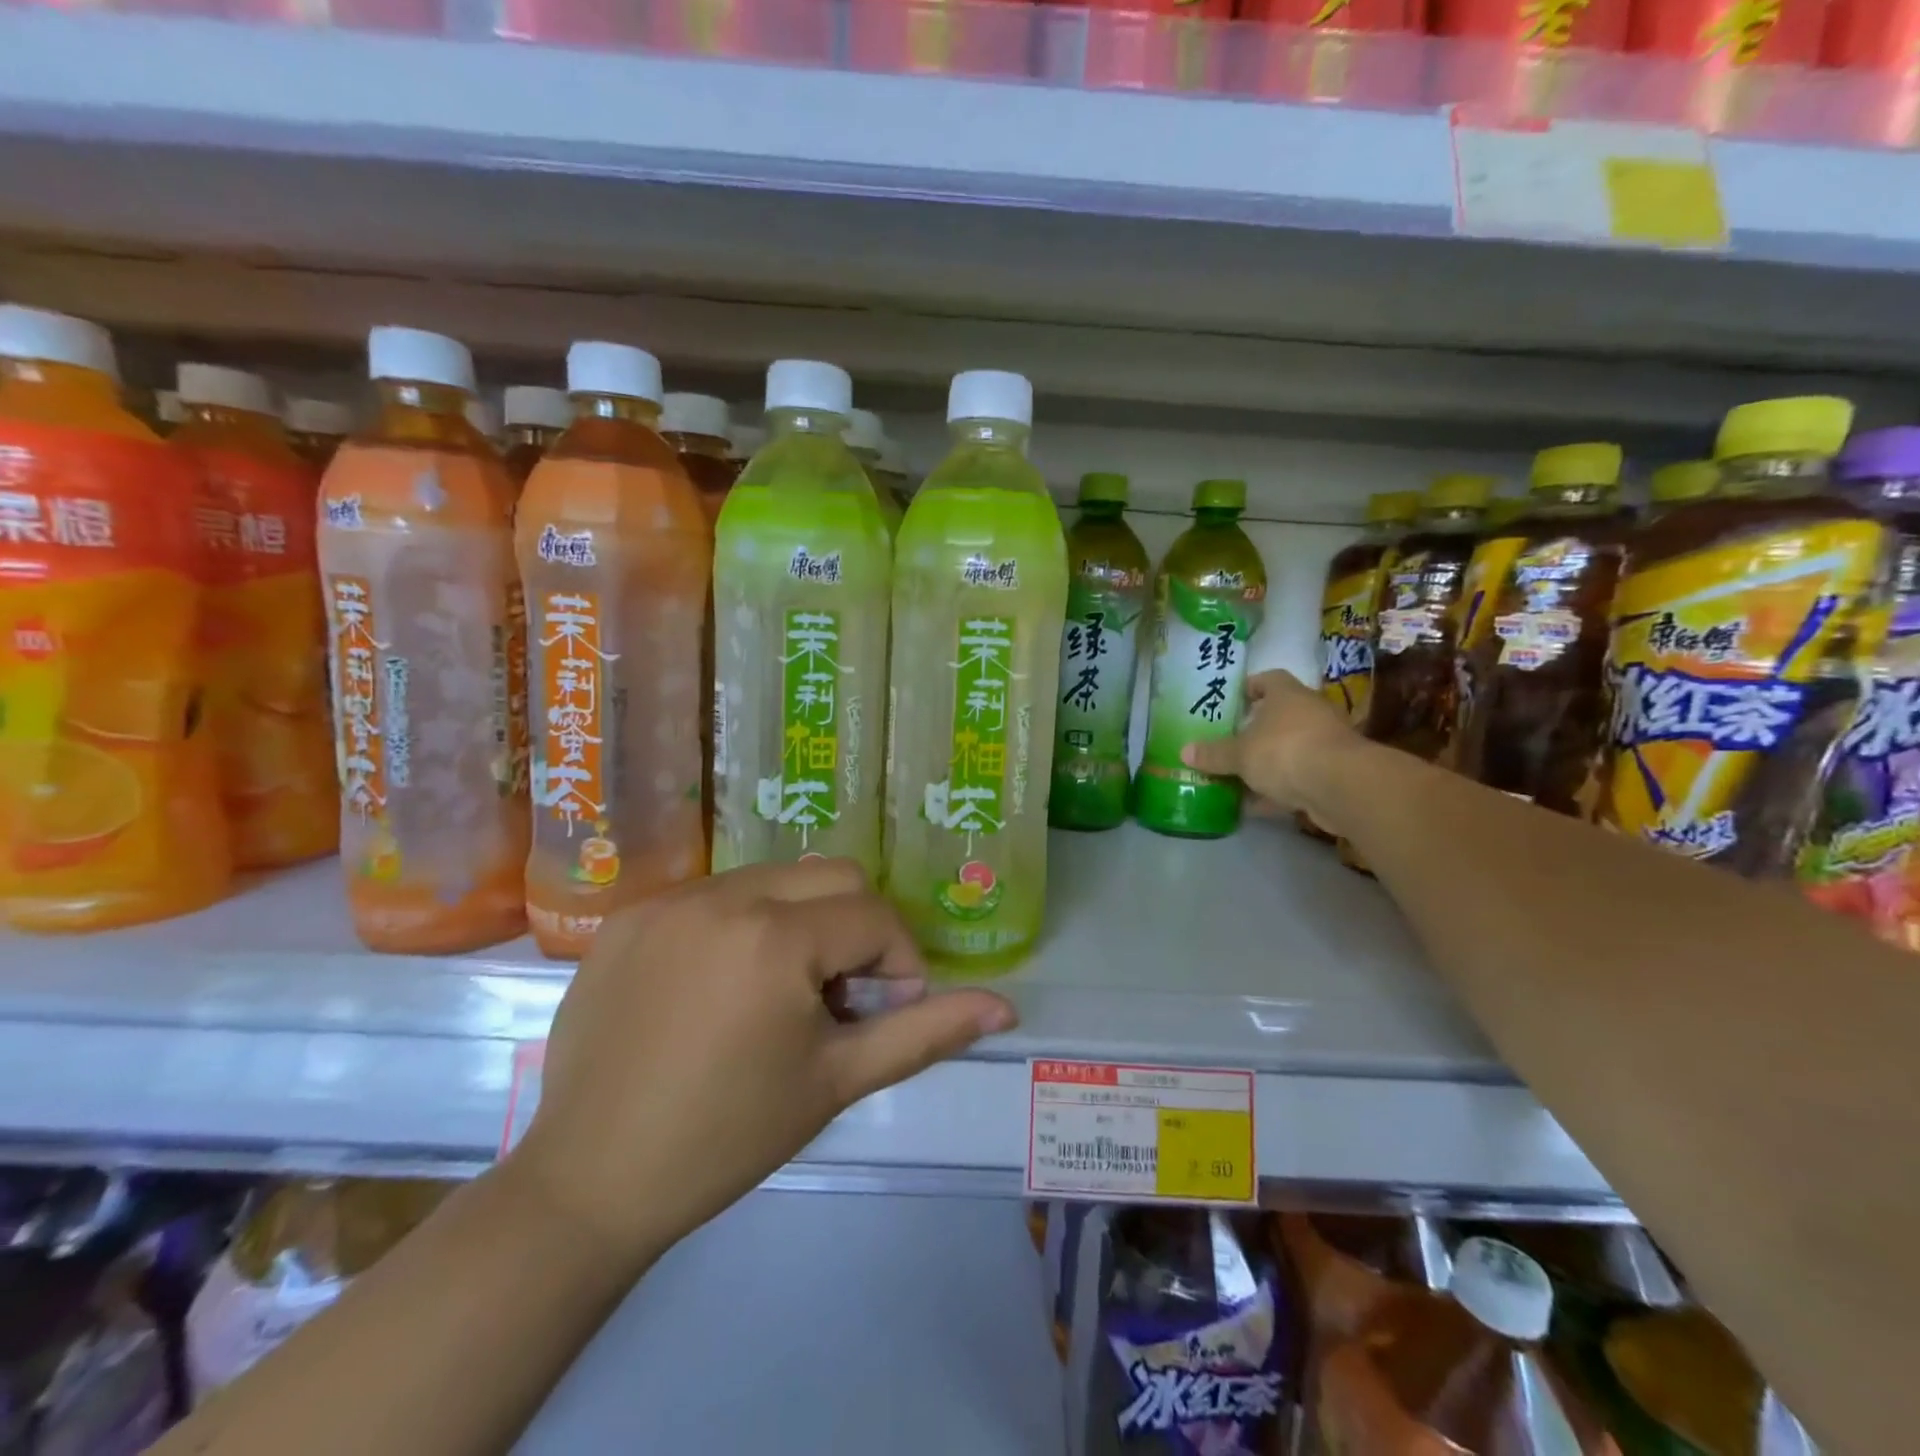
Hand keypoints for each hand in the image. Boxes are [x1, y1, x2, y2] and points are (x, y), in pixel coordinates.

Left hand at [506, 860, 1016, 1271]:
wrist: (590, 1182)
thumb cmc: (727, 1136)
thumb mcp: (836, 1081)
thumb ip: (924, 1033)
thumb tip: (1004, 1008)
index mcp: (775, 937)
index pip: (874, 915)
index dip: (897, 961)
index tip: (881, 1009)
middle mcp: (722, 897)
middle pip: (831, 874)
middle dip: (855, 927)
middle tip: (837, 996)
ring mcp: (669, 900)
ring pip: (774, 878)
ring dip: (799, 920)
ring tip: (780, 992)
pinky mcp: (629, 916)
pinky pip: (715, 895)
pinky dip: (742, 924)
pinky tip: (722, 987)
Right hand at [1181, 669, 1365, 820]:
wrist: (1341, 786)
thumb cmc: (1284, 752)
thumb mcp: (1239, 754)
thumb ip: (1213, 754)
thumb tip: (1184, 752)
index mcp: (1287, 695)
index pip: (1269, 679)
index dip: (1250, 687)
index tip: (1233, 700)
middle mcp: (1310, 713)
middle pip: (1279, 716)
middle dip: (1255, 730)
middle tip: (1229, 742)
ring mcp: (1325, 743)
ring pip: (1289, 749)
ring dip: (1266, 763)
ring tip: (1236, 777)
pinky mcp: (1333, 774)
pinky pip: (1298, 777)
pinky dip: (1278, 789)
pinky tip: (1254, 805)